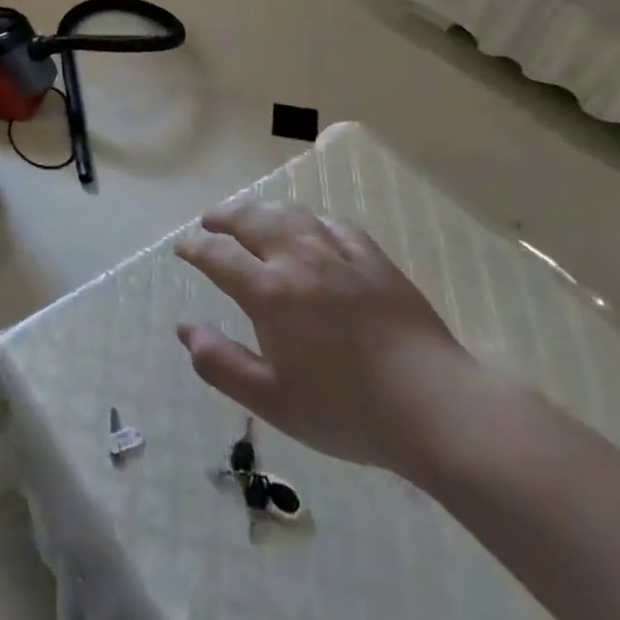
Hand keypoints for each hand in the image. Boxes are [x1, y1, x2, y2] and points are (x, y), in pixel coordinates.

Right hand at [174, 199, 477, 473]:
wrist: (435, 407)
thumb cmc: (347, 410)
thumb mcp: (272, 400)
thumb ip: (221, 364)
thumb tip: (185, 330)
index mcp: (269, 292)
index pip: (219, 256)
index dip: (196, 248)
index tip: (183, 248)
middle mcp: (299, 260)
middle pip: (252, 220)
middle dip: (224, 217)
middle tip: (210, 221)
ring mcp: (340, 255)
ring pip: (292, 215)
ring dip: (263, 210)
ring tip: (252, 215)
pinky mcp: (374, 261)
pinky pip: (335, 225)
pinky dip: (311, 220)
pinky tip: (310, 226)